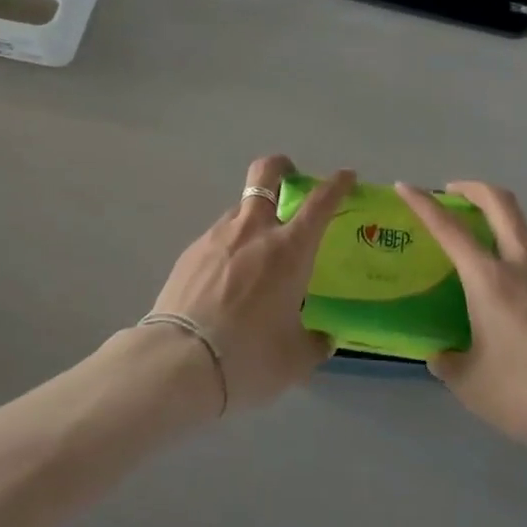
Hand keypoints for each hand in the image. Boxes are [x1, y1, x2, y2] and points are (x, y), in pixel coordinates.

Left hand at [148, 157, 355, 413]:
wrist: (180, 361)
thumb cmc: (249, 356)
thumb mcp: (294, 359)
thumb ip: (314, 343)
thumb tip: (321, 338)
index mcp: (289, 250)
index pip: (320, 202)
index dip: (336, 184)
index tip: (345, 176)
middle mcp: (254, 230)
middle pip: (266, 173)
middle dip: (281, 166)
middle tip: (289, 177)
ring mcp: (217, 236)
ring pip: (239, 207)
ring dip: (253, 216)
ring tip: (255, 252)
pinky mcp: (190, 251)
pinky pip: (217, 236)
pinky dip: (229, 246)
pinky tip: (225, 278)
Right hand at [396, 181, 526, 478]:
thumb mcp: (472, 386)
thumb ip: (449, 362)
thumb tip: (441, 355)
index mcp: (490, 281)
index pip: (449, 228)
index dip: (423, 203)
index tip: (406, 186)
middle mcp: (526, 266)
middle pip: (500, 202)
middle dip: (472, 188)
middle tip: (454, 193)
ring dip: (505, 231)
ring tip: (494, 261)